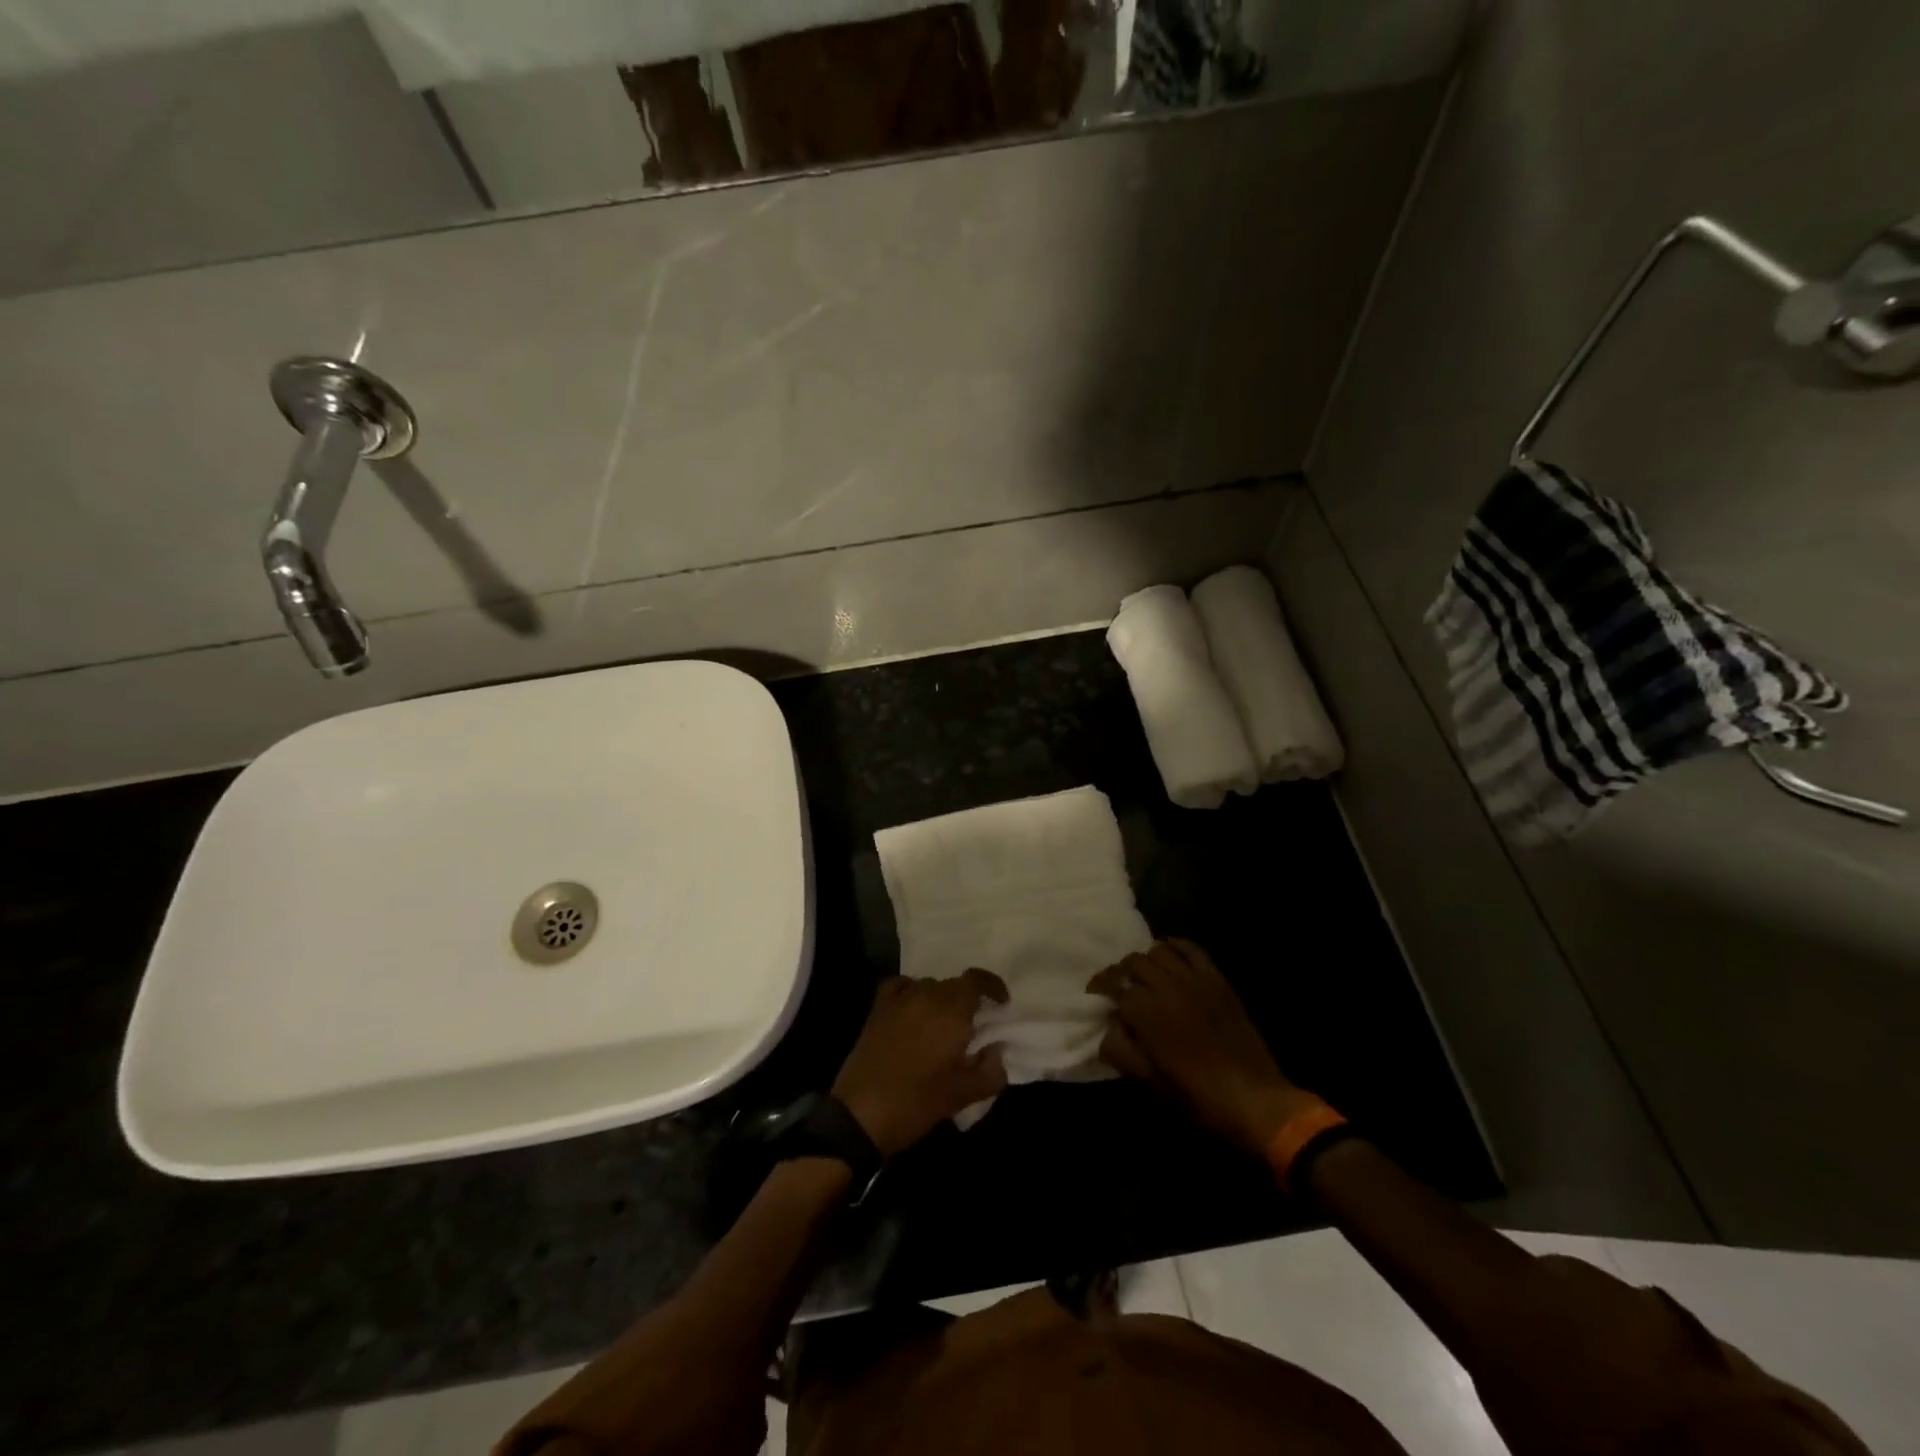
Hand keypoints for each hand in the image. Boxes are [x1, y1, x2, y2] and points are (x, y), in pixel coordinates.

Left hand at [832, 969, 1010, 1156]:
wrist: (860, 1113)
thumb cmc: (916, 1103)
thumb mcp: (963, 1095)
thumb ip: (991, 1071)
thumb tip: (997, 1051)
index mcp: (951, 1011)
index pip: (976, 980)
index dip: (993, 987)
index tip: (1001, 1004)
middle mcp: (926, 995)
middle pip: (954, 984)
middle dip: (968, 1000)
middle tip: (974, 1026)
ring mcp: (899, 999)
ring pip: (929, 986)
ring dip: (941, 1000)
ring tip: (944, 1025)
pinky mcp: (878, 1008)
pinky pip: (901, 987)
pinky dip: (912, 992)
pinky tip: (913, 1010)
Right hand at [1088, 939, 1315, 1155]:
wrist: (1253, 1099)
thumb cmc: (1195, 1095)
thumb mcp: (1148, 1080)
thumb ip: (1119, 1048)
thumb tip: (1107, 1025)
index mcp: (1146, 1011)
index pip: (1113, 984)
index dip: (1100, 986)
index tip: (1094, 994)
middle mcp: (1166, 986)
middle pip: (1133, 963)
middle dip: (1120, 972)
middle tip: (1117, 986)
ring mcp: (1194, 979)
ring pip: (1159, 951)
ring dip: (1145, 959)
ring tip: (1142, 973)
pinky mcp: (1217, 980)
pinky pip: (1192, 949)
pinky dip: (1176, 945)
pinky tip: (1169, 953)